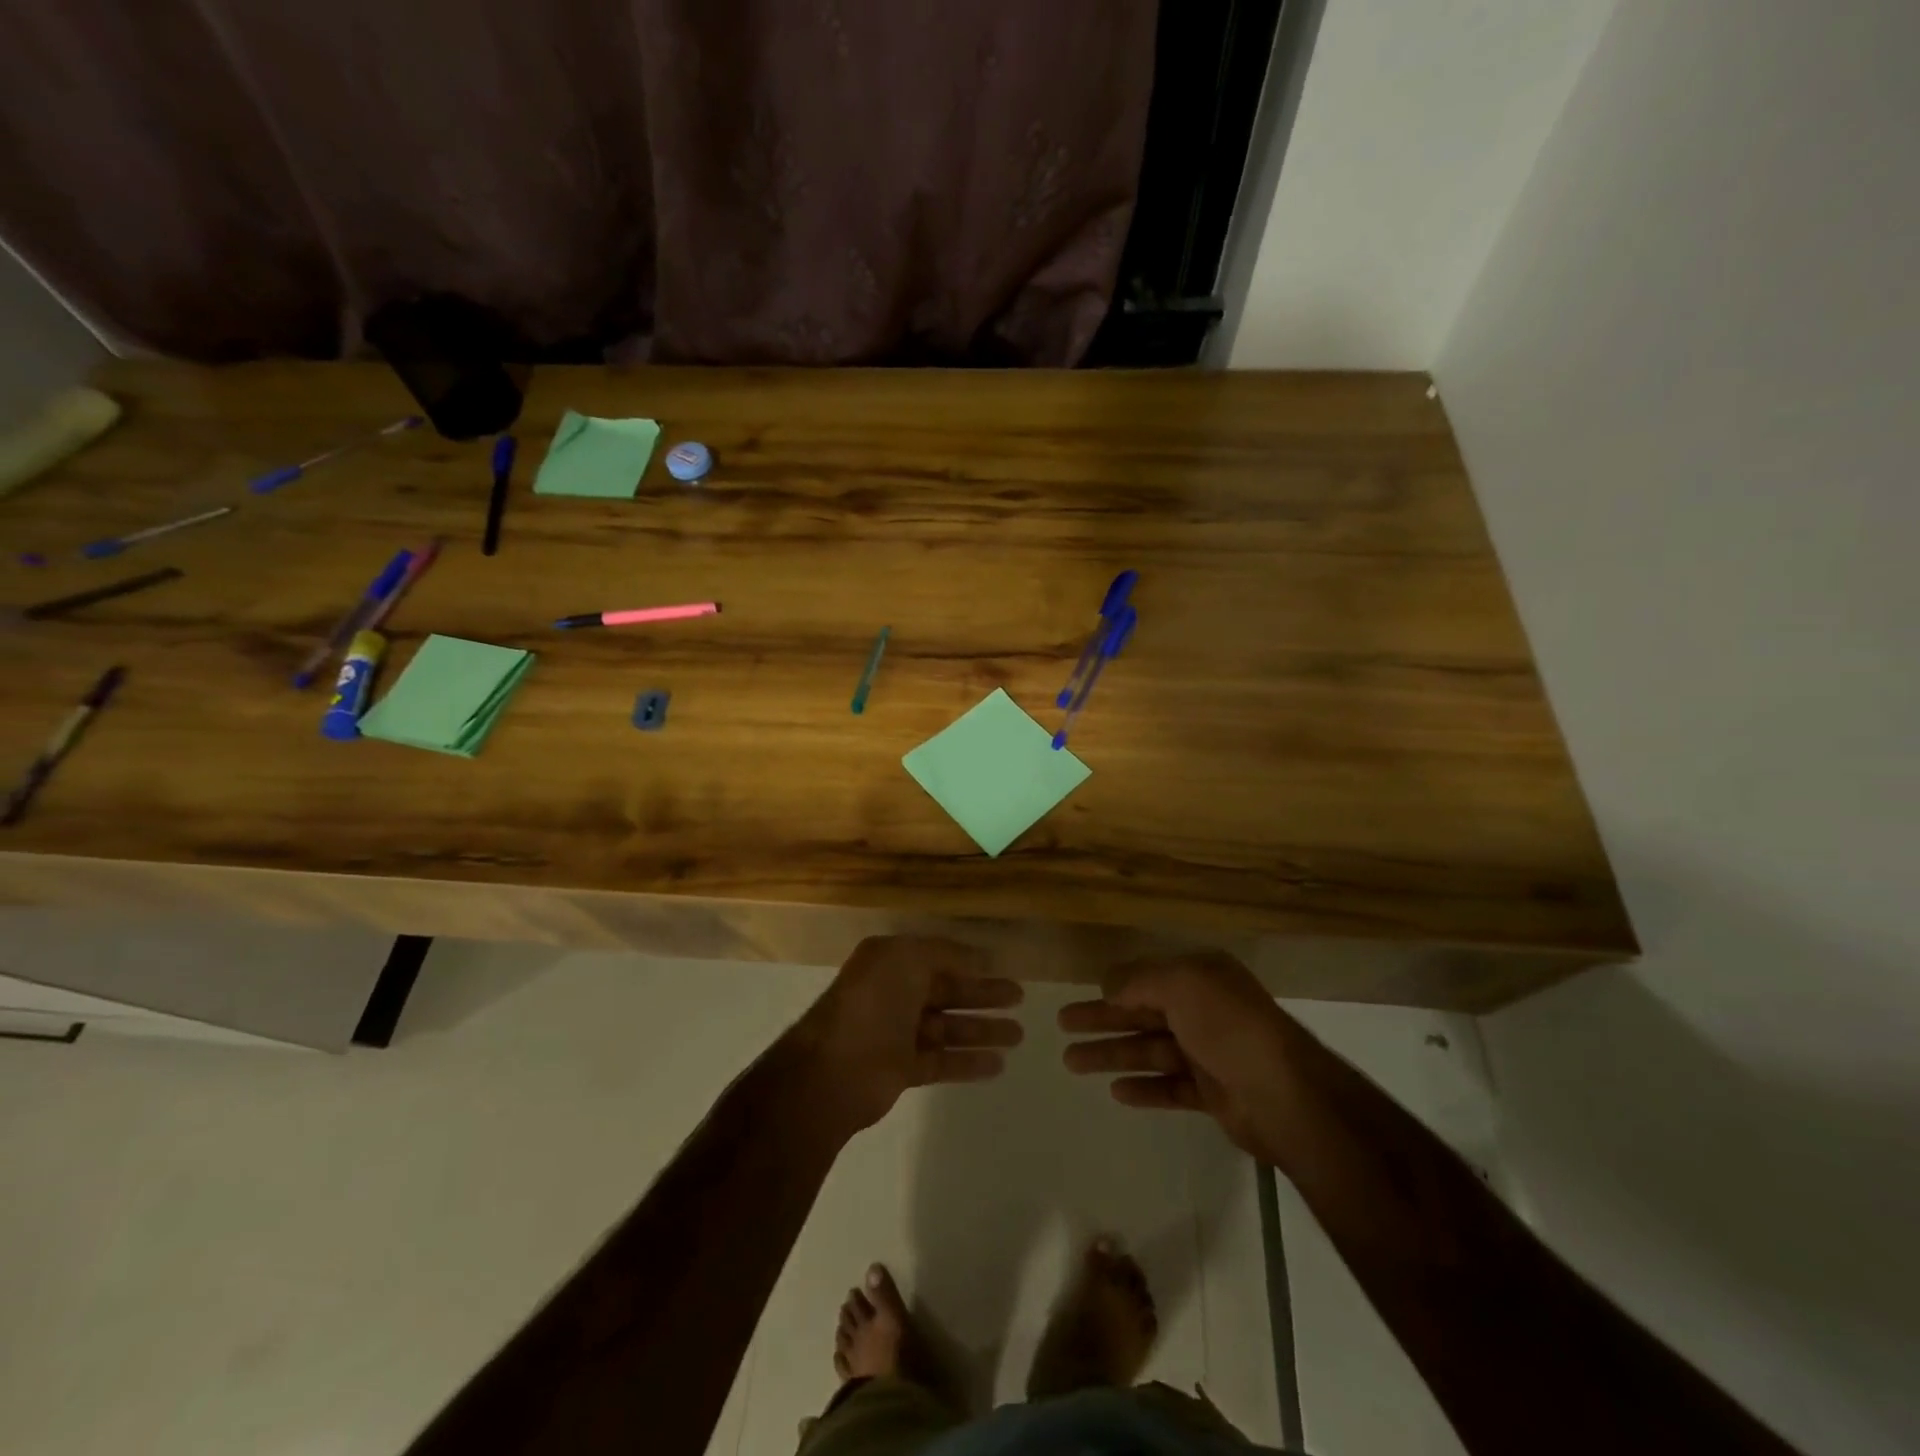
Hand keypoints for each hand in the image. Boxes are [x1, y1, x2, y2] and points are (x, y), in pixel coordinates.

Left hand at [788, 936, 1023, 1135]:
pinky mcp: (902, 1069)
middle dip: (983, 994)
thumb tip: (980, 958)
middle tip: (1020, 998)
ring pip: (948, 1027)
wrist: (833, 1070)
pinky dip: (969, 1061)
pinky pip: (942, 1060)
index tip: (1003, 966)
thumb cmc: (872, 1003)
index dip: (970, 962)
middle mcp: (895, 993)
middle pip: (947, 991)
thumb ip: (946, 954)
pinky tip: (998, 1064)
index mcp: (891, 962)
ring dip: (982, 1030)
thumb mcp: (907, 959)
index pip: (938, 958)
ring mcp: (897, 1033)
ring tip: (1019, 1035)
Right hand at [1059, 950, 1299, 1163]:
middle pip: (1142, 1013)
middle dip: (1102, 1019)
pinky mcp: (1213, 1093)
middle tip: (1063, 1025)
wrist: (1284, 1096)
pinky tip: (1116, 1091)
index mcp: (1202, 978)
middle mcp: (1205, 1011)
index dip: (1113, 987)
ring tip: (1072, 1062)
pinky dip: (1144, 1087)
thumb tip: (1109, 985)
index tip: (1082, 994)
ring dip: (1112, 1054)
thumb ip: (1140, 981)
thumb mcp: (1182, 985)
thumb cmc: (1229, 1028)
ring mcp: (1209, 1053)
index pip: (1148, 978)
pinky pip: (1169, 1087)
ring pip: (1149, 1050)